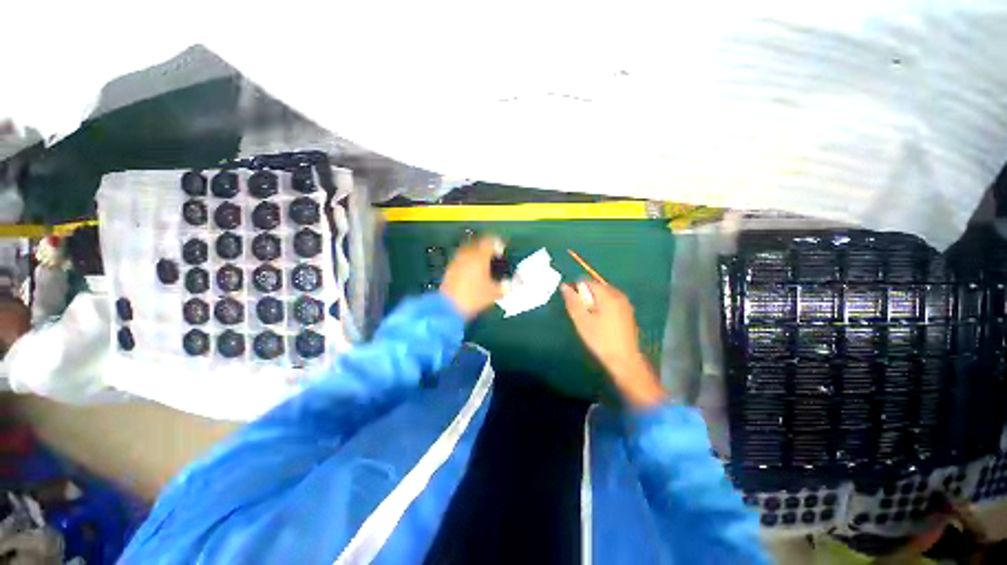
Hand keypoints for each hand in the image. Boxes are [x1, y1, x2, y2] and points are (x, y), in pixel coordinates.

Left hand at [440, 236, 505, 320]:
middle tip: (493, 255)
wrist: (449, 307)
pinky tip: (471, 272)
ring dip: (476, 253)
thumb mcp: (494, 293)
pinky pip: (461, 258)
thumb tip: (512, 283)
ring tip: (482, 263)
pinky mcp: (449, 268)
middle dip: (486, 247)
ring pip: (468, 249)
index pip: (490, 241)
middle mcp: (467, 254)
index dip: (497, 243)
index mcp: (480, 257)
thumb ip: (505, 287)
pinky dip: (468, 260)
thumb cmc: (474, 298)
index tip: (501, 251)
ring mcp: (457, 260)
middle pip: (478, 242)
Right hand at [561, 281, 665, 407]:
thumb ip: (572, 302)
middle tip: (579, 312)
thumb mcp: (582, 321)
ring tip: (588, 318)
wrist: (624, 360)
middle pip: (596, 287)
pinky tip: (599, 321)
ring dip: (593, 301)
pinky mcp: (628, 312)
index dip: (576, 289)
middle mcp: (618, 295)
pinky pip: (611, 302)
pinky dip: (602, 306)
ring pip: (604, 295)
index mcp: (608, 295)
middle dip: (585, 296)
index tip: (571, 303)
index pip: (587, 282)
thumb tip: (564, 286)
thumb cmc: (600, 340)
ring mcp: (625, 304)